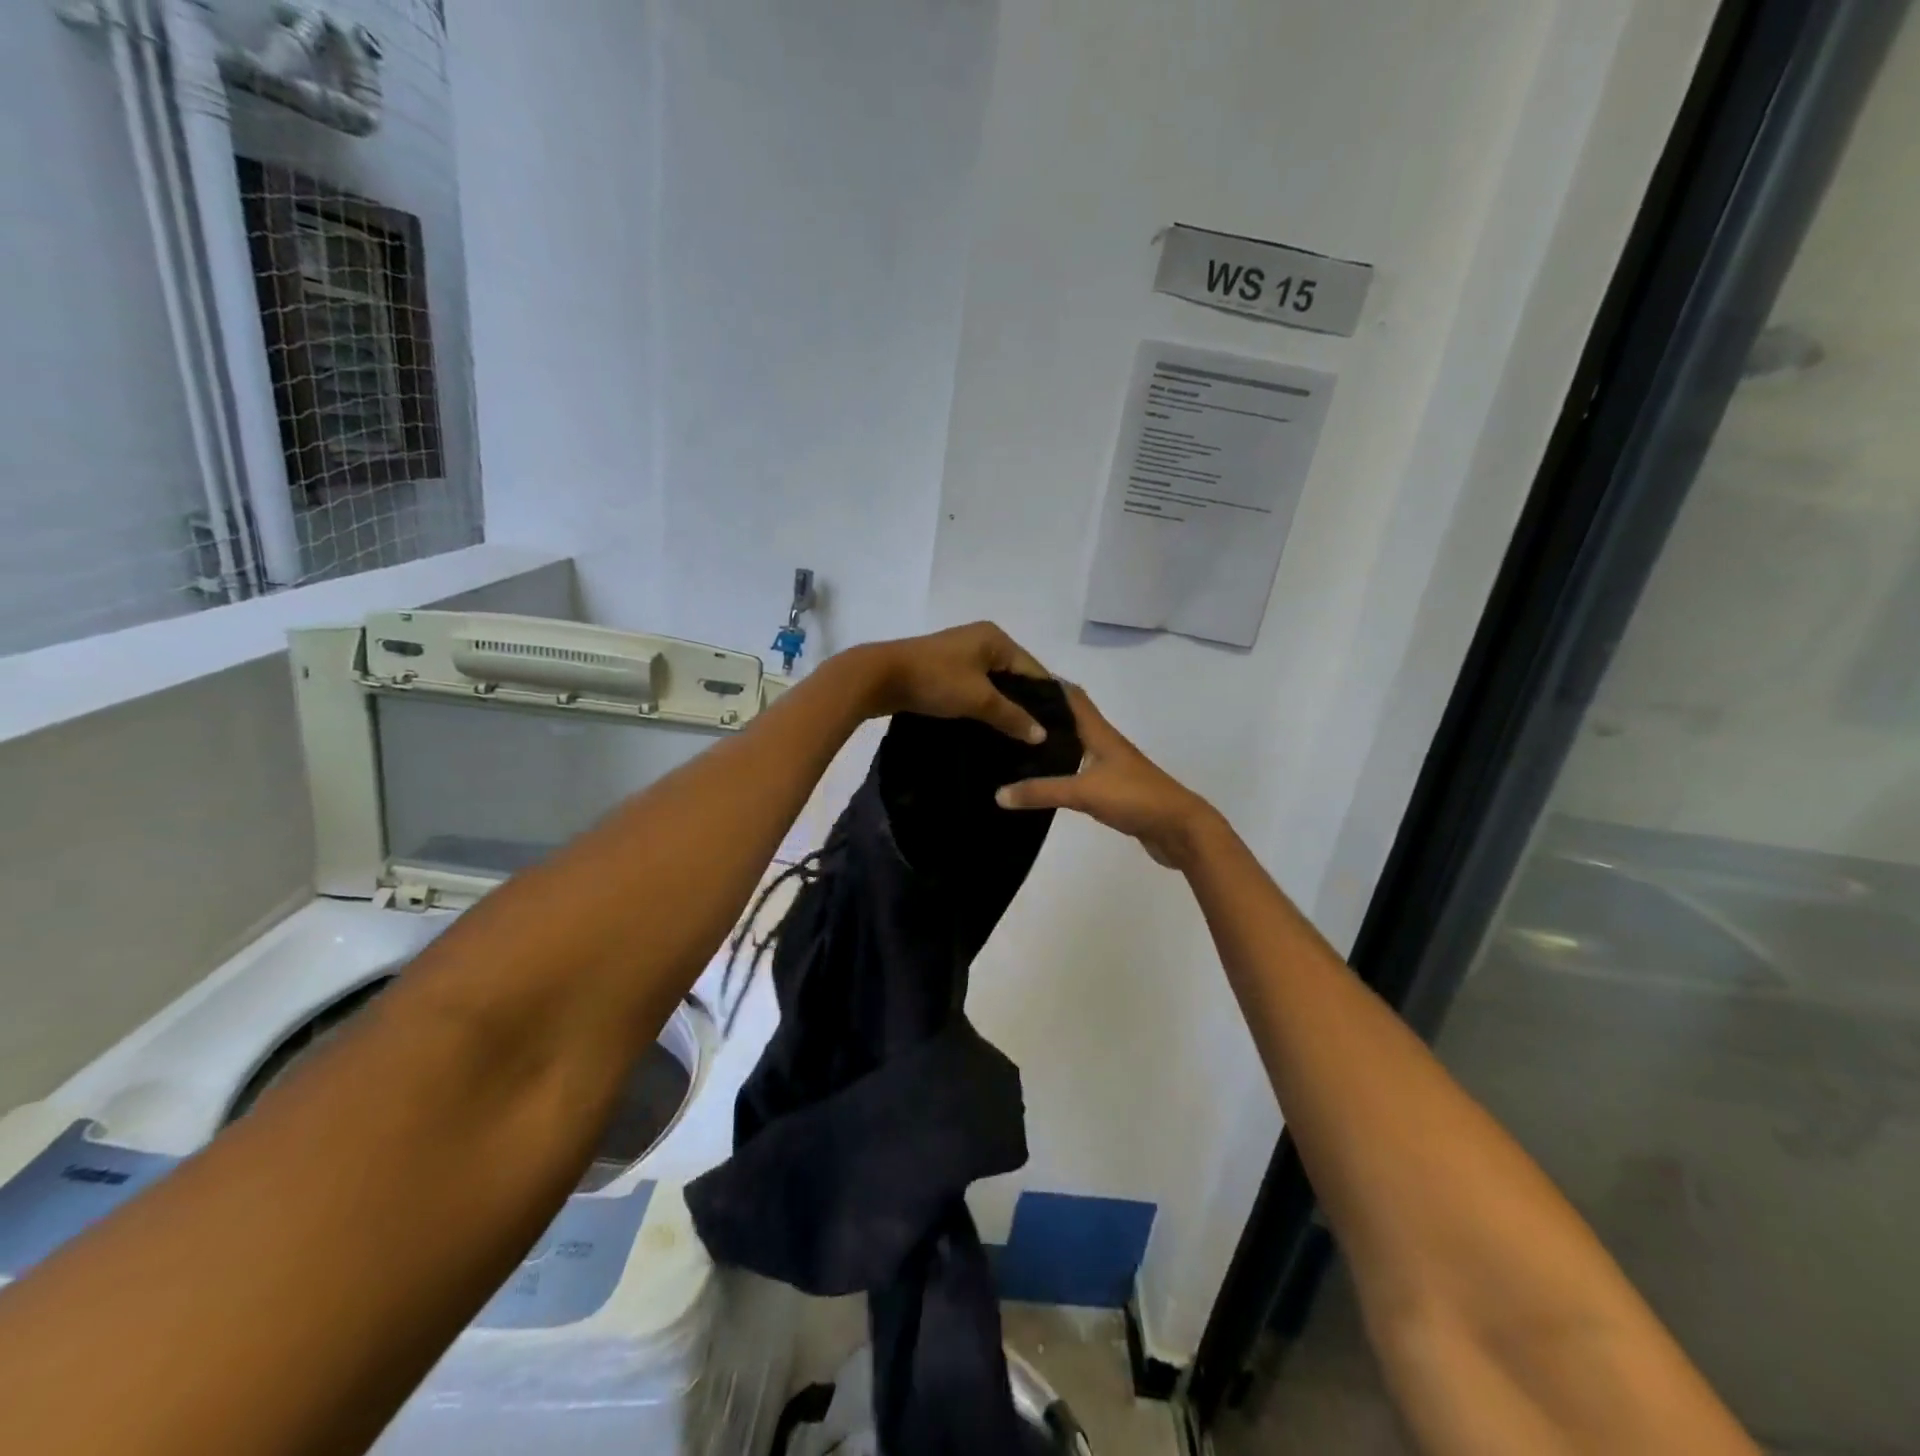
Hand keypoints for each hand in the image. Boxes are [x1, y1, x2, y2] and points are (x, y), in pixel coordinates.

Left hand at [854, 622, 1050, 742]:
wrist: (879, 677)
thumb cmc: (935, 681)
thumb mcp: (979, 699)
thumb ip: (1013, 716)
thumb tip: (1042, 735)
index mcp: (995, 638)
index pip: (1033, 669)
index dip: (1045, 699)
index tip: (1057, 729)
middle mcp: (981, 640)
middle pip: (1014, 676)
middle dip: (1024, 705)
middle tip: (1037, 737)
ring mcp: (960, 654)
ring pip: (992, 684)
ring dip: (1002, 707)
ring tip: (1016, 737)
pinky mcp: (943, 669)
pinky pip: (973, 688)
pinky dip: (982, 705)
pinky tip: (988, 728)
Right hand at [996, 685, 1219, 868]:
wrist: (1179, 830)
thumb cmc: (1134, 798)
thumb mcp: (1083, 792)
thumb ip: (1041, 792)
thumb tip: (998, 794)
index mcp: (1099, 733)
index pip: (1072, 696)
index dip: (1047, 683)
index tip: (1015, 678)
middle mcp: (1104, 744)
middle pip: (1071, 720)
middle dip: (1042, 714)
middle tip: (1005, 714)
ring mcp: (1111, 768)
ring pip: (1075, 746)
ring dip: (1051, 743)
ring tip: (1015, 744)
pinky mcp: (1112, 790)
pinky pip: (1079, 772)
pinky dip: (1060, 770)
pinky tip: (1042, 779)